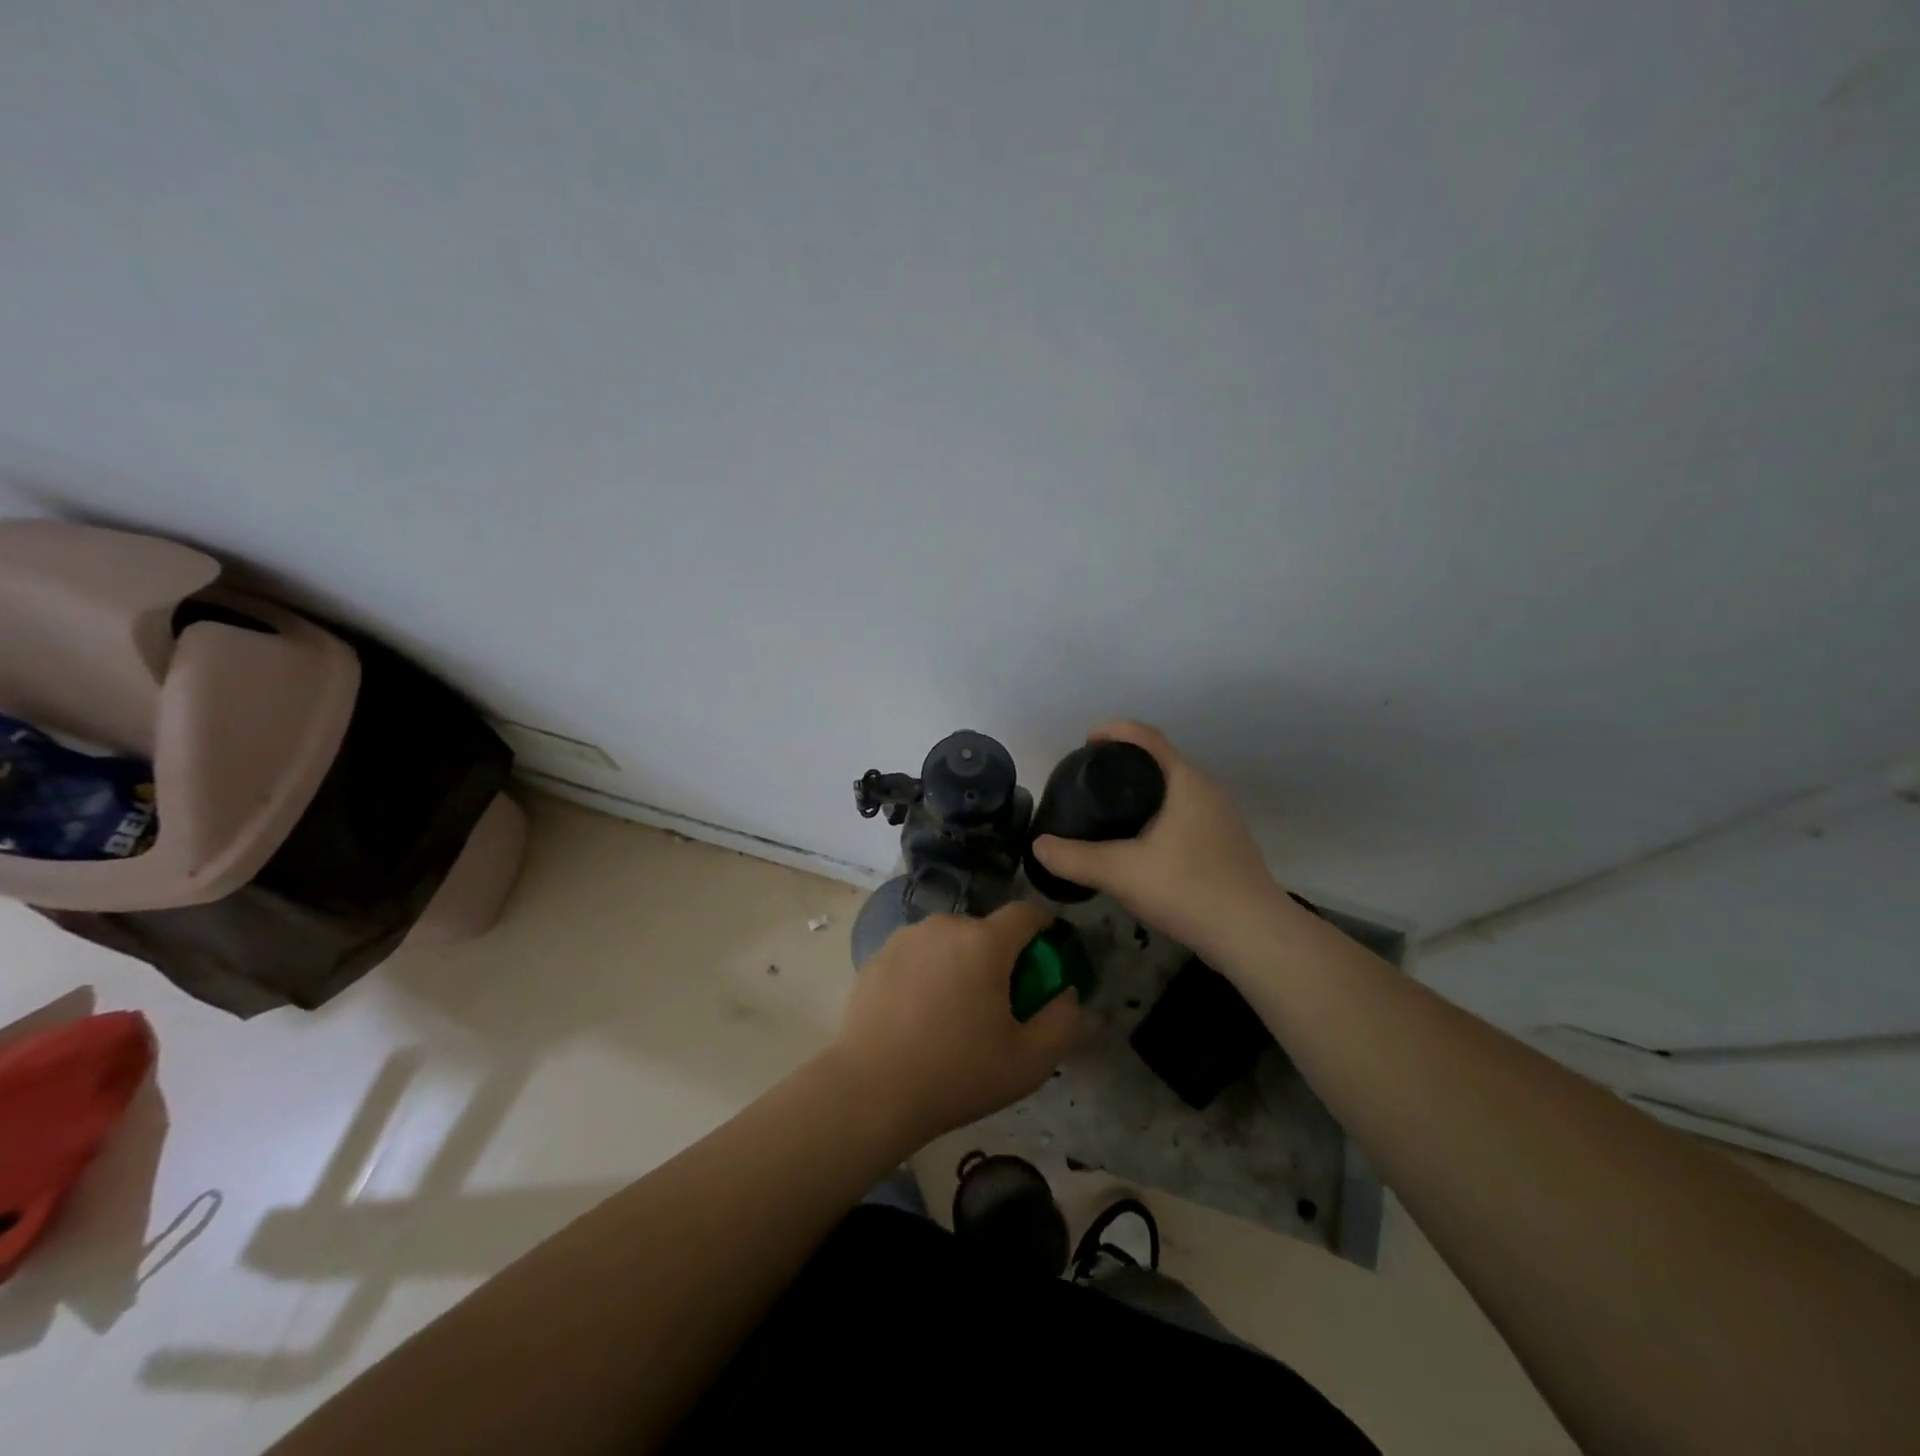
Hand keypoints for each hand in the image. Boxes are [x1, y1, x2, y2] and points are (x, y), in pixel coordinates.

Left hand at [830, 902, 1080, 1145]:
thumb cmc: (957, 1074)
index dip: (1043, 928)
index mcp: (984, 941)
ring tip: (951, 1013)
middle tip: (995, 1004)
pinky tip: (916, 1015)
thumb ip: (1063, 1020)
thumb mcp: (1030, 1061)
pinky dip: (926, 973)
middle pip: (985, 931)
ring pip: (948, 941)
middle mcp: (944, 925)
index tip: (1044, 957)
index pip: (1026, 913)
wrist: (871, 1092)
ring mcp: (905, 937)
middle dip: (997, 957)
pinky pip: (917, 954)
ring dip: (959, 963)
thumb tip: (1066, 992)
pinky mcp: (876, 955)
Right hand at [1030, 721, 1287, 961]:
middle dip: (1123, 765)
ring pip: (1173, 791)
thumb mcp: (1120, 873)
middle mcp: (1207, 790)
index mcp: (1185, 781)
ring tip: (1108, 812)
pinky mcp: (1226, 843)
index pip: (1146, 738)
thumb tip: (1037, 846)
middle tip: (1088, 782)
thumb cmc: (1188, 889)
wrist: (1254, 935)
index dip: (1113, 731)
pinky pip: (1183, 814)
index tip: (1085, 742)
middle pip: (1159, 762)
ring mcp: (1221, 817)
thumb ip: (1074, 858)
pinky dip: (1157, 816)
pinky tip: (1139, 845)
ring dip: (1141, 793)